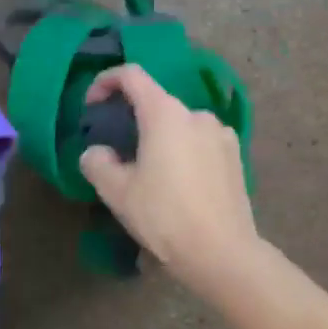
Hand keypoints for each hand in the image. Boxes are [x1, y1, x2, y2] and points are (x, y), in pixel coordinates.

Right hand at [78, 64, 259, 295]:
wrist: (222, 253)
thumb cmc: (164, 215)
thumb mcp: (116, 192)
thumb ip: (98, 163)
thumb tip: (96, 152)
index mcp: (165, 113)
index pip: (131, 75)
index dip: (105, 82)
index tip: (92, 106)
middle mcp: (196, 114)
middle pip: (156, 102)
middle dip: (132, 118)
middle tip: (116, 150)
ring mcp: (221, 134)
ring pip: (179, 125)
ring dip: (159, 138)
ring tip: (148, 172)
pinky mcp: (235, 157)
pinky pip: (200, 143)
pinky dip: (183, 151)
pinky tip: (178, 184)